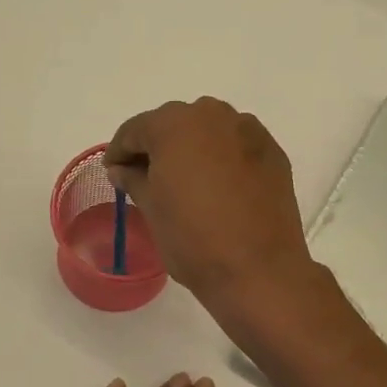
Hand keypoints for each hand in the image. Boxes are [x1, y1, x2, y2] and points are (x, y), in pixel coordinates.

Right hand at [105, 98, 314, 314]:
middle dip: (157, 147)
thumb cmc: (193, 240)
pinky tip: (218, 187)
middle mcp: (213, 115)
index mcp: (175, 125)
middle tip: (146, 178)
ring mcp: (249, 131)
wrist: (258, 271)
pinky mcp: (273, 152)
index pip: (136, 129)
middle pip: (174, 124)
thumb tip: (122, 169)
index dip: (119, 151)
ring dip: (192, 149)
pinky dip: (222, 158)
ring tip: (184, 182)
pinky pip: (236, 146)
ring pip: (209, 131)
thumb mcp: (152, 209)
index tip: (114, 172)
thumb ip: (134, 180)